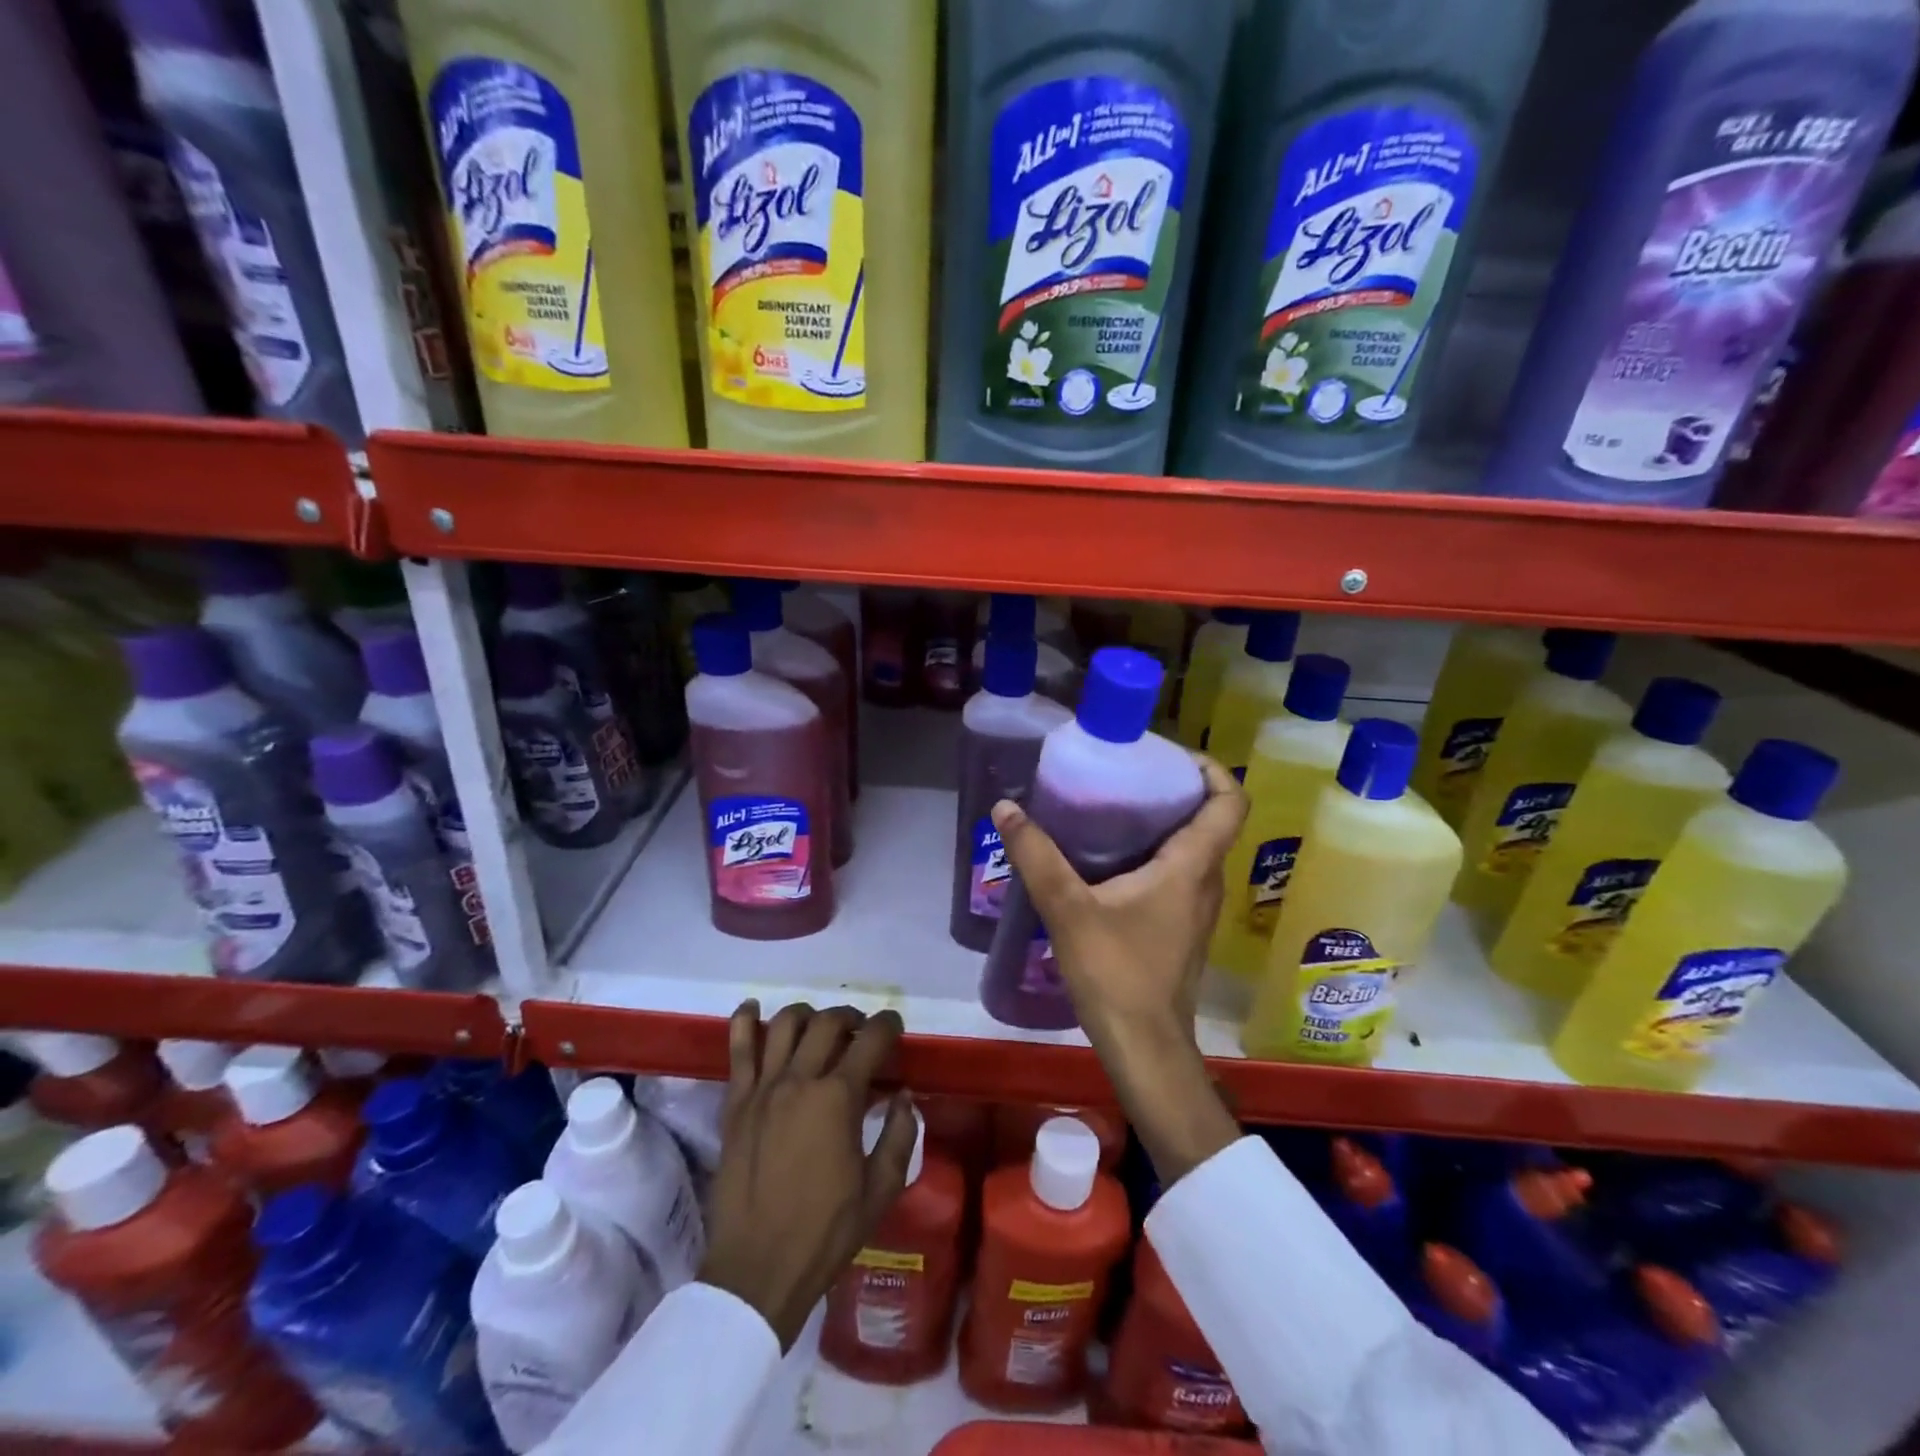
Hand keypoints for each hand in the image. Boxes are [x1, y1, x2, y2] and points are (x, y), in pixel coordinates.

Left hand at [698, 1001, 916, 1349]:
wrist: (757, 1271)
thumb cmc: (826, 1233)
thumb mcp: (881, 1190)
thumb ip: (900, 1134)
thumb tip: (905, 1095)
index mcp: (839, 1098)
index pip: (870, 1040)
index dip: (888, 1025)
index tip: (895, 1026)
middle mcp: (800, 1079)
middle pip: (828, 1022)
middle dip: (852, 1017)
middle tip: (861, 1032)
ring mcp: (763, 1088)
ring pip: (786, 1024)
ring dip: (809, 1015)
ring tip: (820, 1027)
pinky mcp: (735, 1103)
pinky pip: (738, 1049)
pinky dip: (745, 1021)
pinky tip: (753, 1009)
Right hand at [991, 755, 1246, 1183]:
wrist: (1145, 1047)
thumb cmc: (1116, 973)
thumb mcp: (1068, 909)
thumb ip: (1036, 856)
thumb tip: (1006, 808)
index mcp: (1192, 866)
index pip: (1229, 802)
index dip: (1210, 769)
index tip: (1172, 755)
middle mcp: (1206, 882)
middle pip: (1211, 819)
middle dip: (1176, 789)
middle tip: (1129, 773)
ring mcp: (1198, 908)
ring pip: (1196, 848)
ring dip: (1166, 822)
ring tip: (1115, 807)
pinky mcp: (1182, 928)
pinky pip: (1180, 874)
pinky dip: (1157, 853)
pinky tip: (1112, 860)